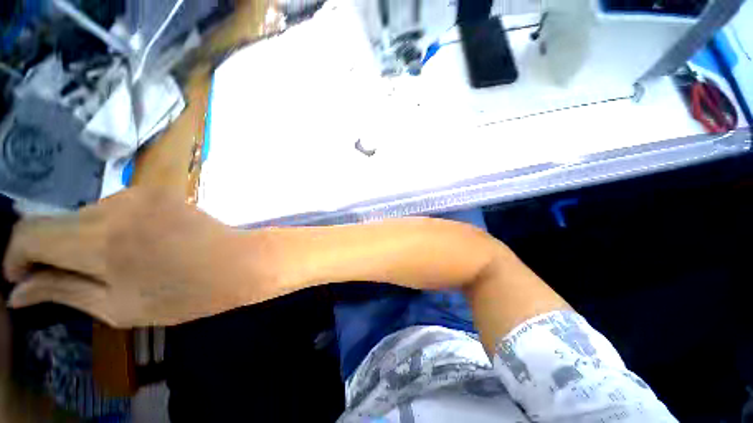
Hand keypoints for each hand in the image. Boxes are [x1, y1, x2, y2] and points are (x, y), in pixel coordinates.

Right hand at [3, 187, 286, 327]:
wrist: (239, 262)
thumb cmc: (185, 293)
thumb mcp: (118, 307)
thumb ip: (62, 292)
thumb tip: (17, 291)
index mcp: (99, 240)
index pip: (27, 233)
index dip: (15, 257)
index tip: (21, 279)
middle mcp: (113, 206)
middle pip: (55, 223)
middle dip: (50, 252)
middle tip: (69, 279)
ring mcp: (137, 193)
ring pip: (84, 216)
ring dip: (83, 241)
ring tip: (114, 265)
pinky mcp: (156, 191)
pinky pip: (112, 210)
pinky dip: (108, 229)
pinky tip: (135, 247)